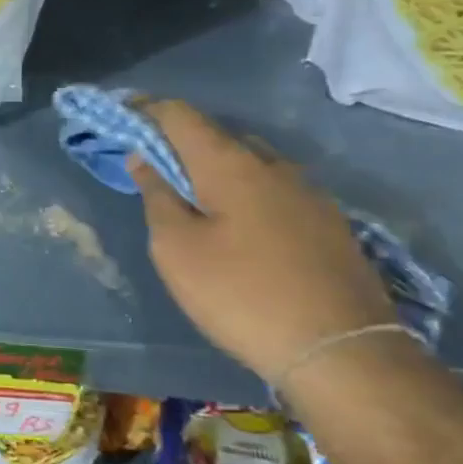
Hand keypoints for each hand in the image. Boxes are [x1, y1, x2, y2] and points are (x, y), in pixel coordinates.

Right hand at [127, 99, 394, 383]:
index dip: (145, 110)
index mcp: (230, 164)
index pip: (180, 114)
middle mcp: (273, 165)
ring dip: (215, 170)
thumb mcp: (177, 250)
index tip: (120, 119)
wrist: (342, 353)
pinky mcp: (330, 223)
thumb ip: (157, 197)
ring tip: (195, 202)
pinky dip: (245, 193)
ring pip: (250, 163)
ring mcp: (309, 193)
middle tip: (154, 171)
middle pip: (217, 135)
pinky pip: (274, 190)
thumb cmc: (242, 295)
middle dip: (180, 144)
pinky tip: (239, 228)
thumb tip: (145, 159)